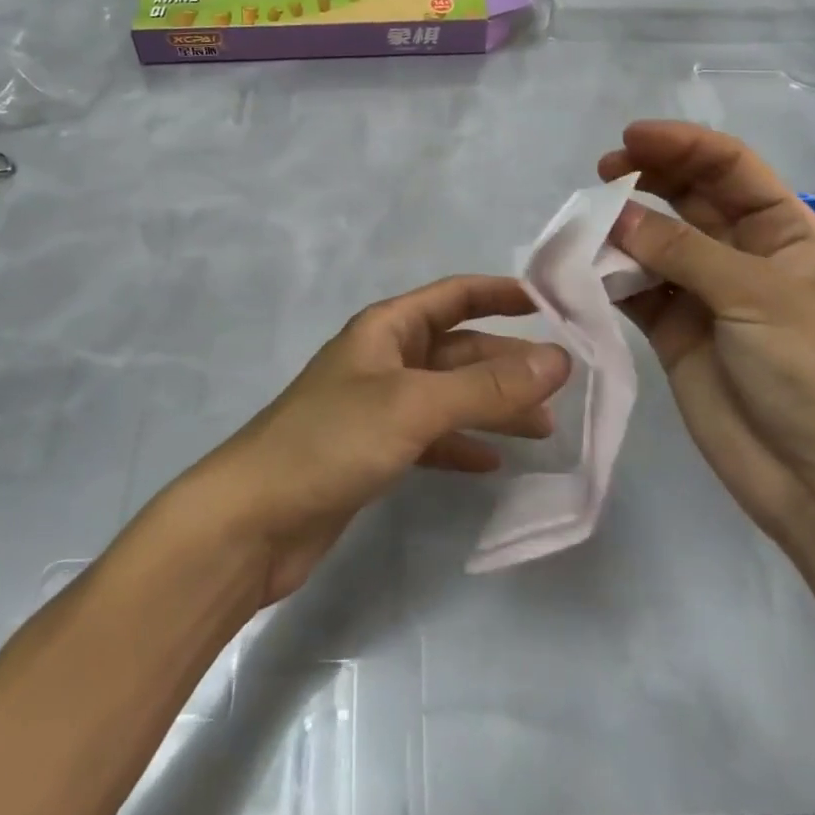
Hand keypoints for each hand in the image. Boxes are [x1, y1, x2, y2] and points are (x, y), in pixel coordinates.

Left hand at [192, 276, 571, 604]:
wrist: (254, 520)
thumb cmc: (332, 441)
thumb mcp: (415, 405)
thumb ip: (487, 386)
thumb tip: (559, 361)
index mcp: (387, 328)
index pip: (454, 295)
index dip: (501, 294)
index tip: (551, 305)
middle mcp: (385, 359)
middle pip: (458, 349)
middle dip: (507, 363)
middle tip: (560, 386)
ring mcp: (378, 407)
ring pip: (449, 396)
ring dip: (493, 407)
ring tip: (543, 429)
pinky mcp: (373, 452)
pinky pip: (431, 438)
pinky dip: (461, 445)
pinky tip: (492, 463)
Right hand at [599, 121, 814, 543]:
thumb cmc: (813, 372)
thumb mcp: (758, 297)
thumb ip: (684, 251)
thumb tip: (615, 215)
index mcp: (782, 231)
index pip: (729, 167)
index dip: (683, 145)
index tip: (632, 138)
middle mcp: (740, 253)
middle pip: (688, 196)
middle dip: (647, 176)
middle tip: (602, 171)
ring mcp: (703, 292)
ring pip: (655, 240)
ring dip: (622, 226)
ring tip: (587, 221)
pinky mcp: (672, 330)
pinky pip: (634, 289)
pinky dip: (608, 275)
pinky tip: (584, 267)